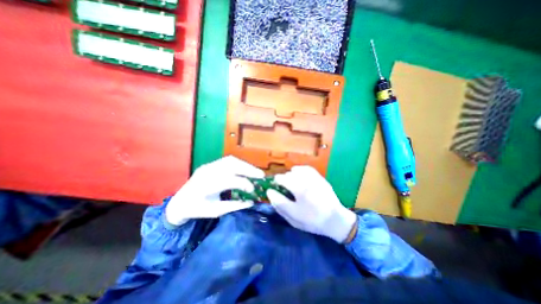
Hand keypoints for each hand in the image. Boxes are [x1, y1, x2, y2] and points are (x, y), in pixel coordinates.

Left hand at [166, 156, 265, 225]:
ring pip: (231, 160)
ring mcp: (208, 165)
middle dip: (248, 169)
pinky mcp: (210, 164)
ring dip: (245, 165)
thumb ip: (234, 206)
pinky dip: (239, 164)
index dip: (244, 183)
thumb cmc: (196, 210)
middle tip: (261, 175)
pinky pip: (227, 161)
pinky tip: (245, 169)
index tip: (254, 190)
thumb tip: (251, 202)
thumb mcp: (215, 212)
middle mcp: (207, 171)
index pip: (230, 180)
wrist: (179, 202)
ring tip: (255, 172)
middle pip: (231, 165)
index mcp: (205, 186)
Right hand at [266, 166, 358, 242]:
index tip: (274, 188)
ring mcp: (313, 179)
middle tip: (283, 188)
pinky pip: (306, 168)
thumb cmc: (312, 221)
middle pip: (286, 176)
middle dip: (282, 181)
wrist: (335, 220)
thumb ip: (280, 205)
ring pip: (295, 171)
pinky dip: (299, 170)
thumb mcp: (293, 218)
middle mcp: (305, 183)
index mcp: (298, 193)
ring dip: (290, 176)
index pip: (280, 183)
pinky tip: (298, 175)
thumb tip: (270, 192)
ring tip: (291, 182)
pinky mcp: (319, 177)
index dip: (274, 184)